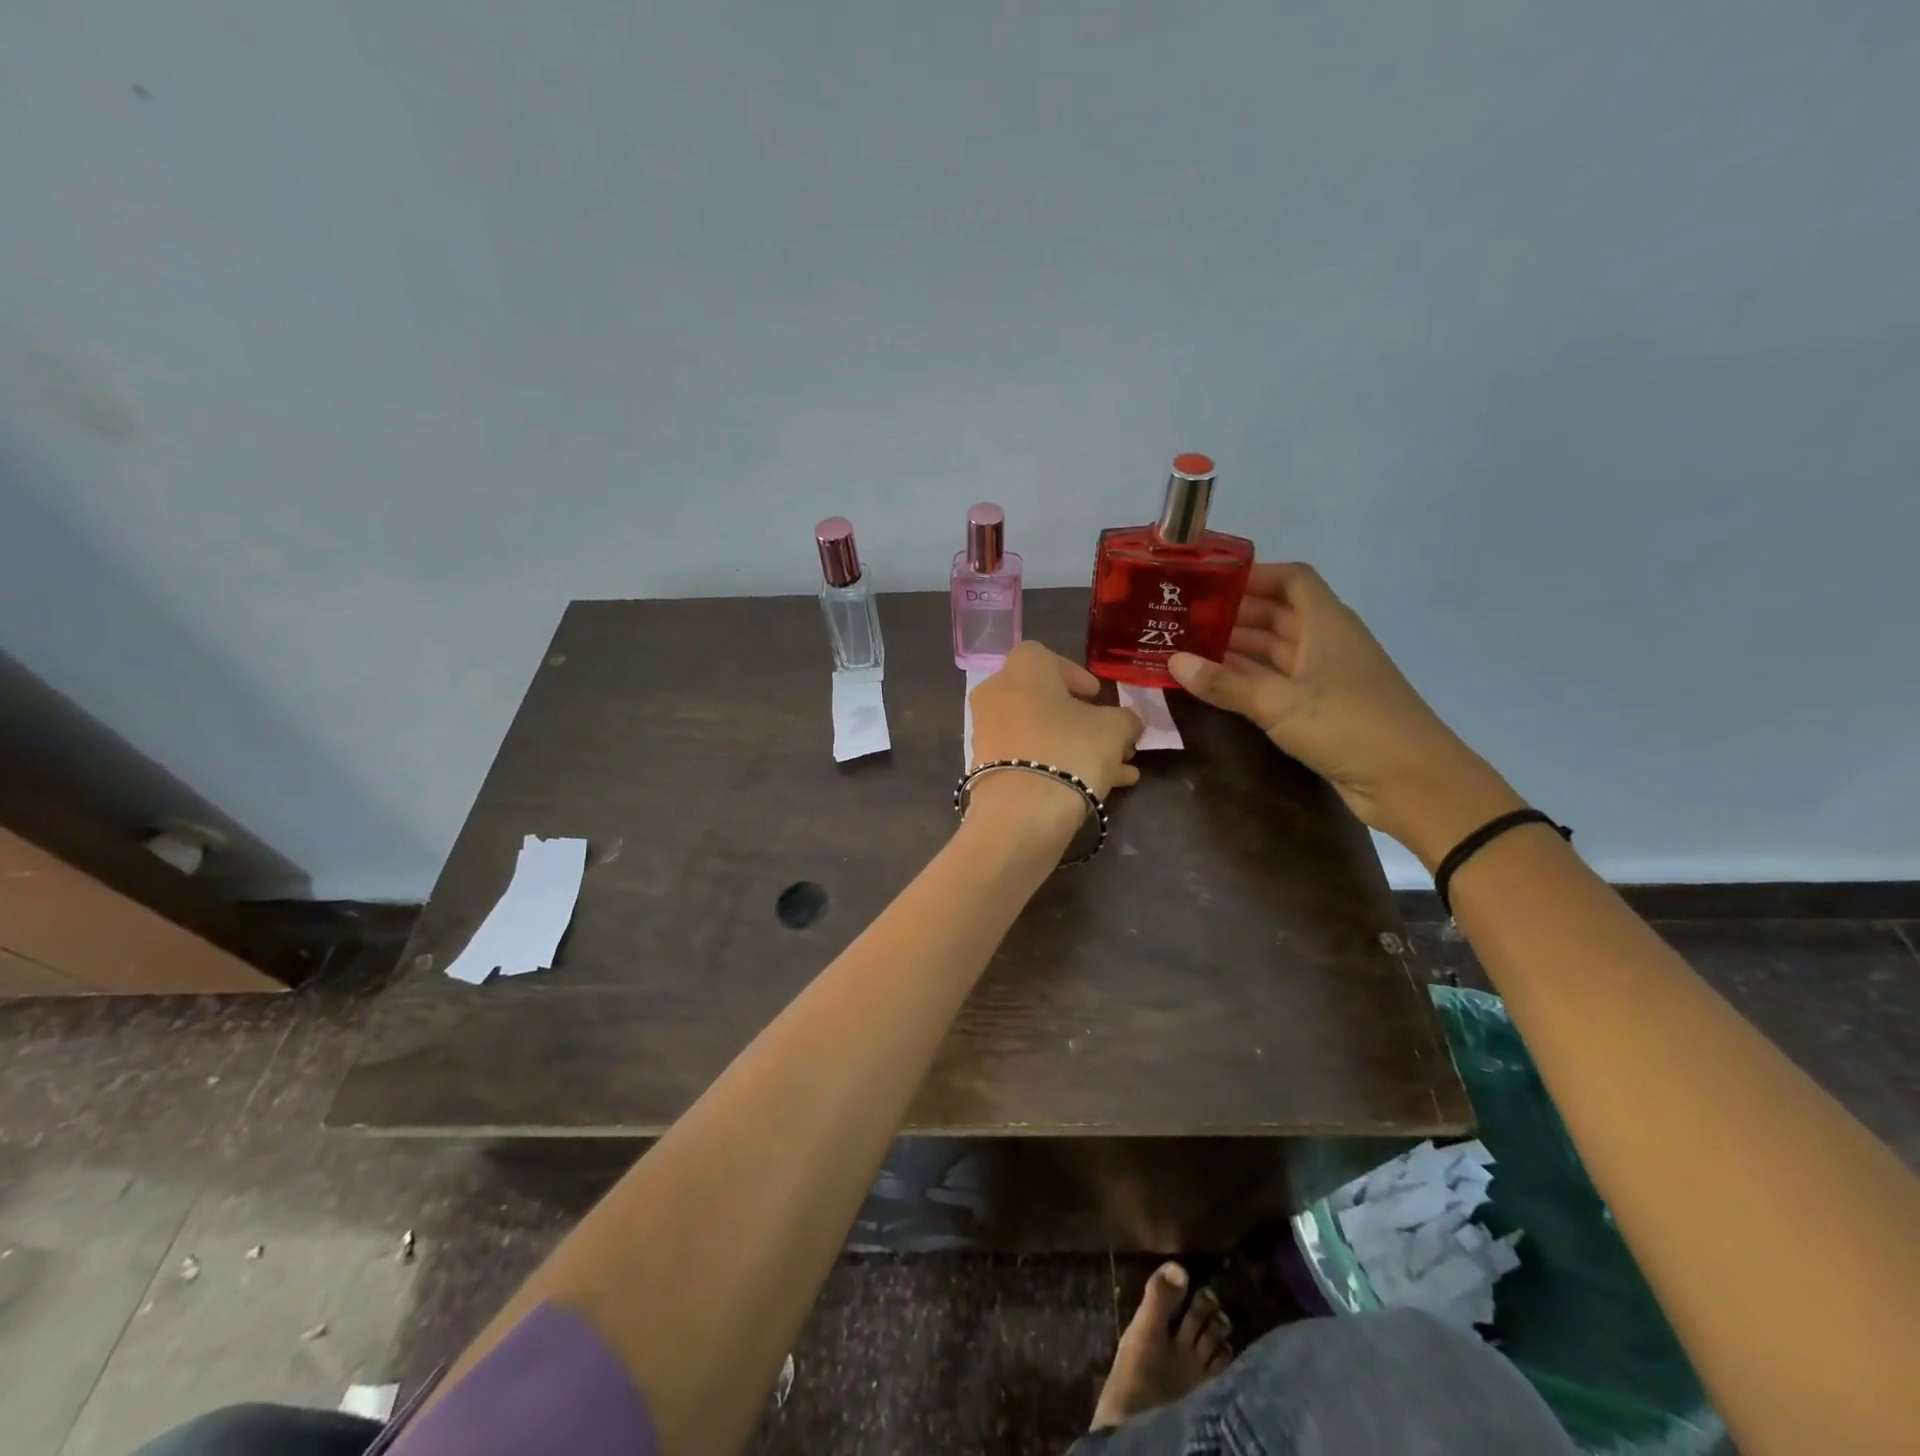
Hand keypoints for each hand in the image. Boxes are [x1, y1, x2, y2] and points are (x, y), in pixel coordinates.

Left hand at [967, 642, 1142, 799]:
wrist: (1021, 812)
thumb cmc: (1069, 750)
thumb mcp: (1114, 729)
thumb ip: (1126, 719)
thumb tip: (1129, 721)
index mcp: (1022, 669)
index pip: (1047, 658)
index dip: (1075, 675)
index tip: (1097, 696)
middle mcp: (996, 694)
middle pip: (1045, 701)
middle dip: (1082, 720)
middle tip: (1113, 737)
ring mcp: (987, 732)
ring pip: (1040, 733)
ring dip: (1076, 747)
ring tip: (1119, 770)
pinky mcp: (986, 768)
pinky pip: (1027, 758)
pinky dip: (1056, 766)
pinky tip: (1098, 789)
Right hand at [1168, 563, 1521, 867]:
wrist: (1411, 782)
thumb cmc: (1350, 726)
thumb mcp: (1280, 703)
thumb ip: (1226, 683)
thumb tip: (1173, 661)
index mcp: (1327, 624)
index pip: (1291, 580)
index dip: (1253, 575)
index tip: (1208, 583)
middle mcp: (1326, 642)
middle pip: (1277, 613)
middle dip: (1233, 613)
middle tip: (1182, 619)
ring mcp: (1324, 677)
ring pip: (1273, 650)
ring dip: (1235, 647)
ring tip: (1186, 647)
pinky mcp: (1320, 708)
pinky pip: (1275, 682)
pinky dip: (1246, 679)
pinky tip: (1213, 683)